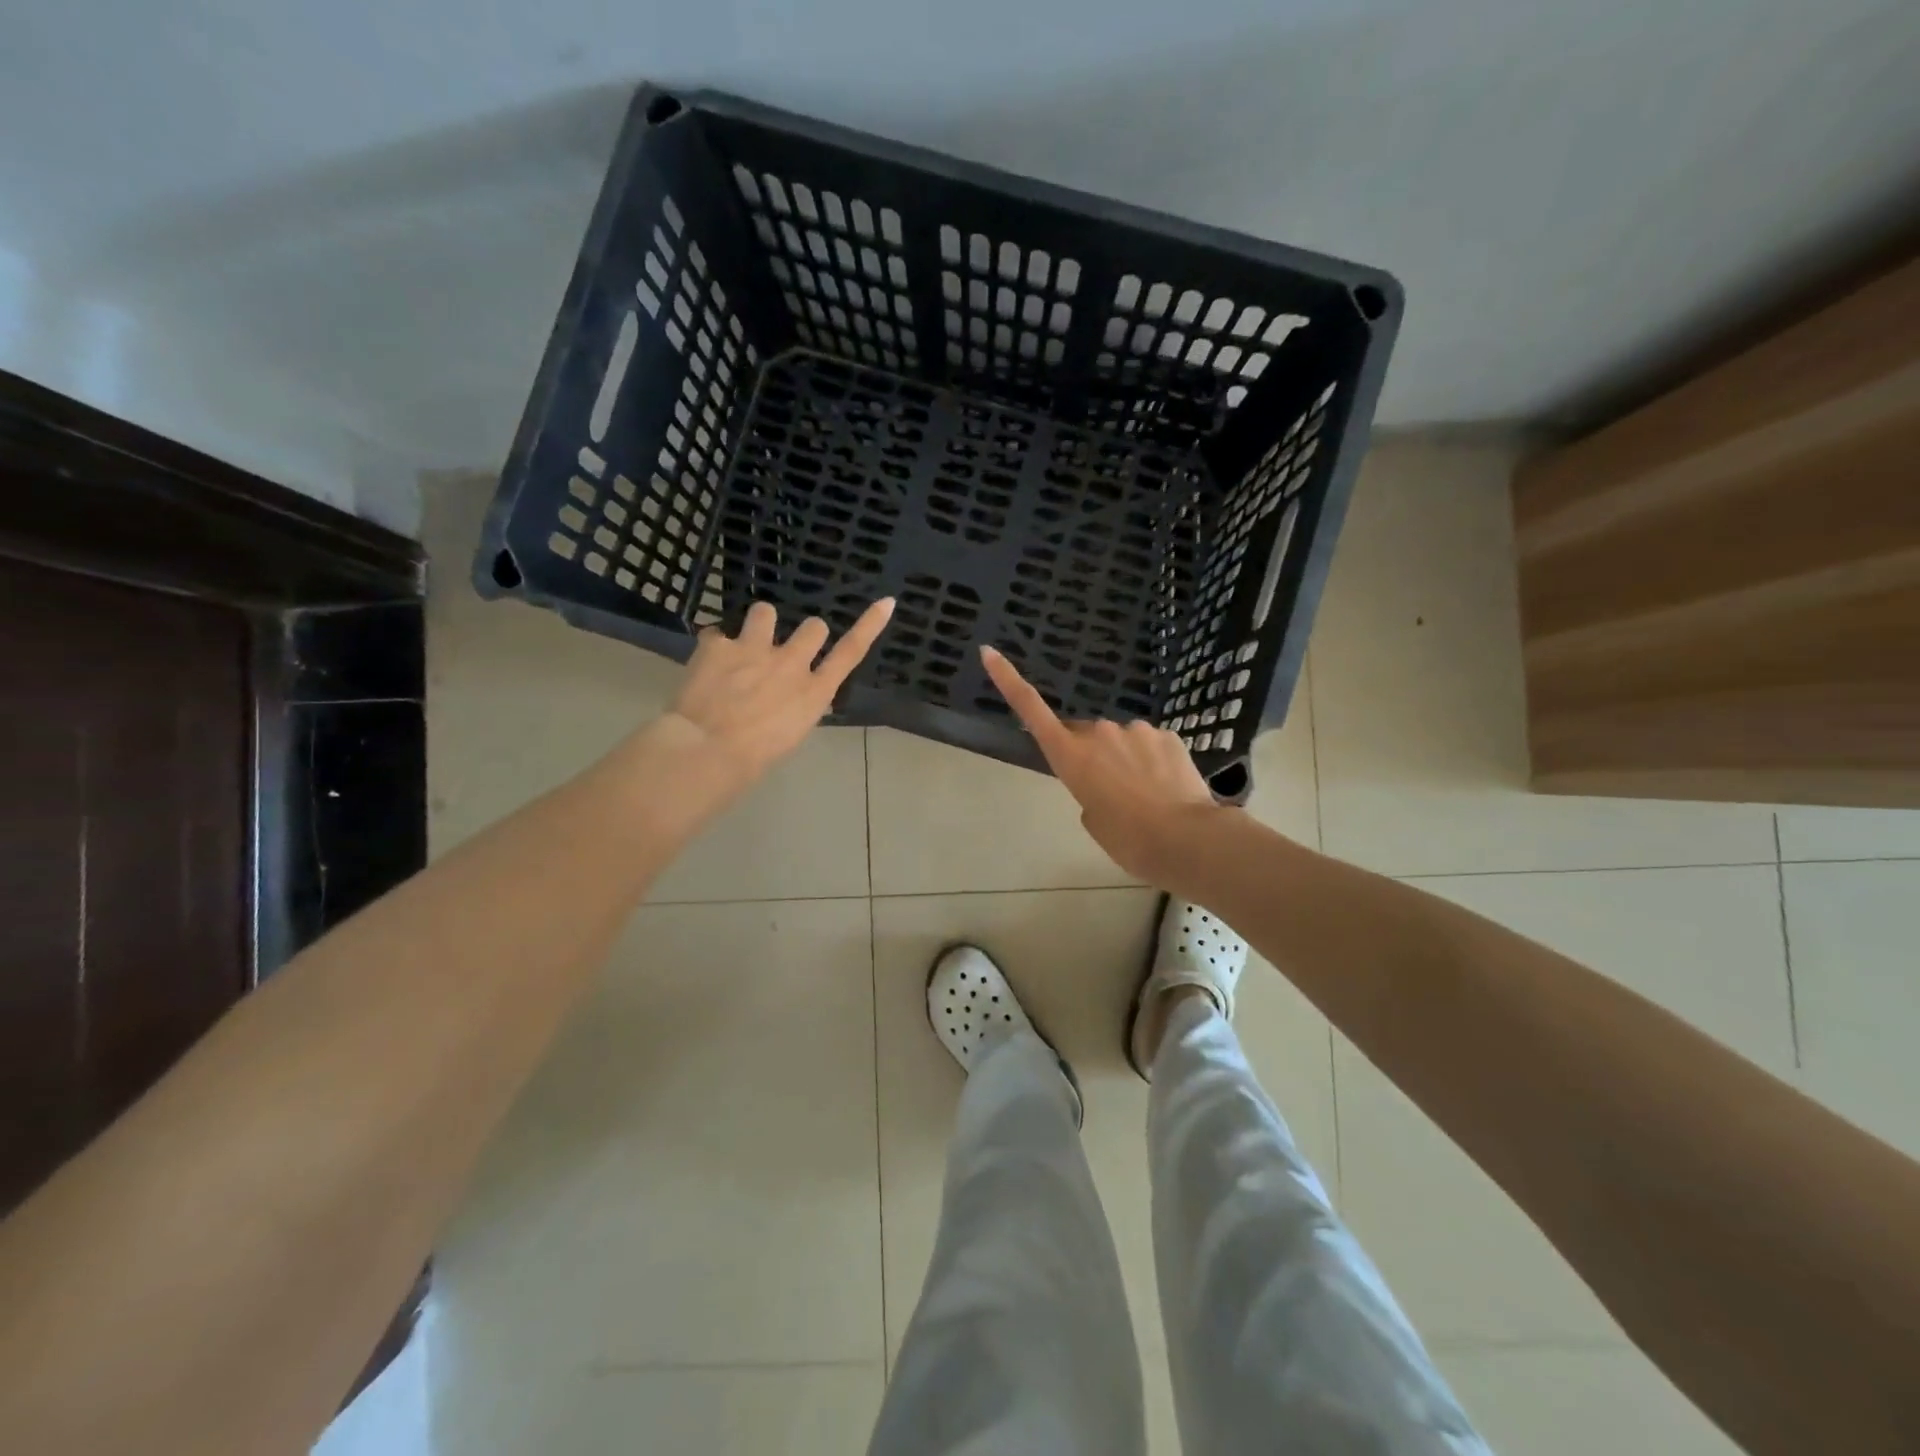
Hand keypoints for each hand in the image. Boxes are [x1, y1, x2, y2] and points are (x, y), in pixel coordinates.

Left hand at [663, 598, 894, 789]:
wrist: (707, 750)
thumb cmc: (754, 758)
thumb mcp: (791, 735)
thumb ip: (798, 705)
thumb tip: (792, 694)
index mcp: (814, 692)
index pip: (851, 652)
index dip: (869, 625)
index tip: (886, 602)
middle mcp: (791, 663)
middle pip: (814, 627)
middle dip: (804, 635)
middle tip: (784, 652)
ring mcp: (755, 649)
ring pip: (765, 611)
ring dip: (759, 625)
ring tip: (745, 645)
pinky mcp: (719, 645)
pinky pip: (716, 633)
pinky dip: (713, 646)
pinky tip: (706, 662)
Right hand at [981, 645, 1226, 887]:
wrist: (1185, 839)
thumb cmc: (1128, 839)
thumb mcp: (1094, 820)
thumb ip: (1090, 792)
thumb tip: (1106, 780)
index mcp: (1070, 755)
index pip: (1031, 709)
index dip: (1008, 680)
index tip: (989, 652)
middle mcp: (1098, 732)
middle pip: (1085, 736)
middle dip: (1092, 754)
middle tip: (1111, 792)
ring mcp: (1135, 729)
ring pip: (1122, 741)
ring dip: (1126, 760)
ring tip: (1145, 797)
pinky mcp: (1167, 735)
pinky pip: (1151, 745)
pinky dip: (1154, 762)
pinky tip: (1167, 788)